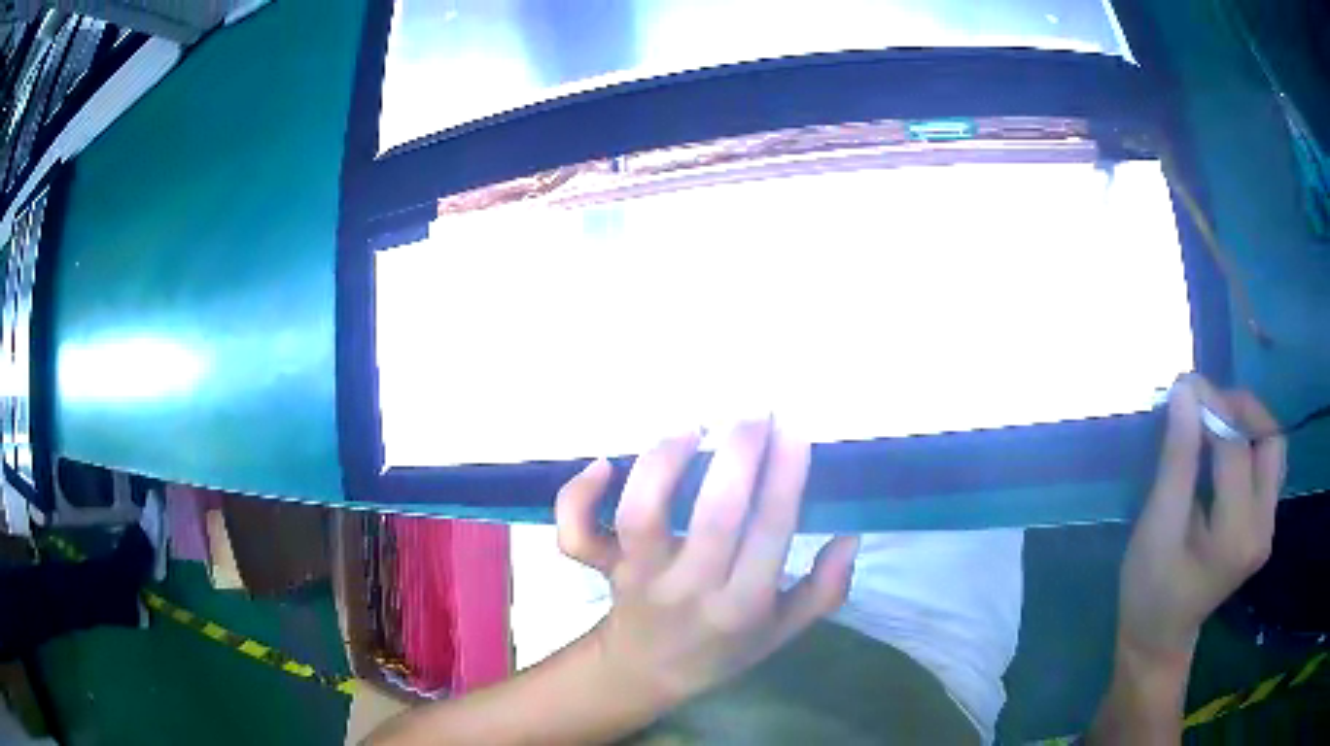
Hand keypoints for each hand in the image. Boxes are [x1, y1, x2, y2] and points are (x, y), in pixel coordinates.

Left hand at [555, 419, 858, 708]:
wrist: (646, 673)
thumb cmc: (722, 649)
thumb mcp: (782, 632)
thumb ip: (822, 591)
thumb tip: (848, 537)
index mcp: (742, 605)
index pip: (771, 533)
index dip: (785, 477)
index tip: (794, 430)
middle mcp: (691, 589)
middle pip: (714, 517)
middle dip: (738, 455)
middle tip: (753, 414)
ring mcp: (639, 578)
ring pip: (643, 515)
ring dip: (664, 464)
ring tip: (690, 428)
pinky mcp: (603, 570)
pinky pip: (577, 536)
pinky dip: (577, 497)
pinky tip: (602, 463)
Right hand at [1118, 375, 1285, 663]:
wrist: (1160, 636)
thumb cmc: (1150, 589)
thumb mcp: (1157, 528)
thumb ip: (1177, 460)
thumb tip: (1185, 392)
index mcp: (1237, 536)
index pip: (1236, 449)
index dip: (1212, 408)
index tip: (1185, 385)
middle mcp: (1263, 527)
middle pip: (1270, 440)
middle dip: (1241, 409)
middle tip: (1207, 404)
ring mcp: (1268, 527)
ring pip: (1273, 448)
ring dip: (1248, 423)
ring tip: (1216, 422)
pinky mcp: (1265, 525)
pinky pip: (1268, 465)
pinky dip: (1250, 443)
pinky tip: (1226, 449)